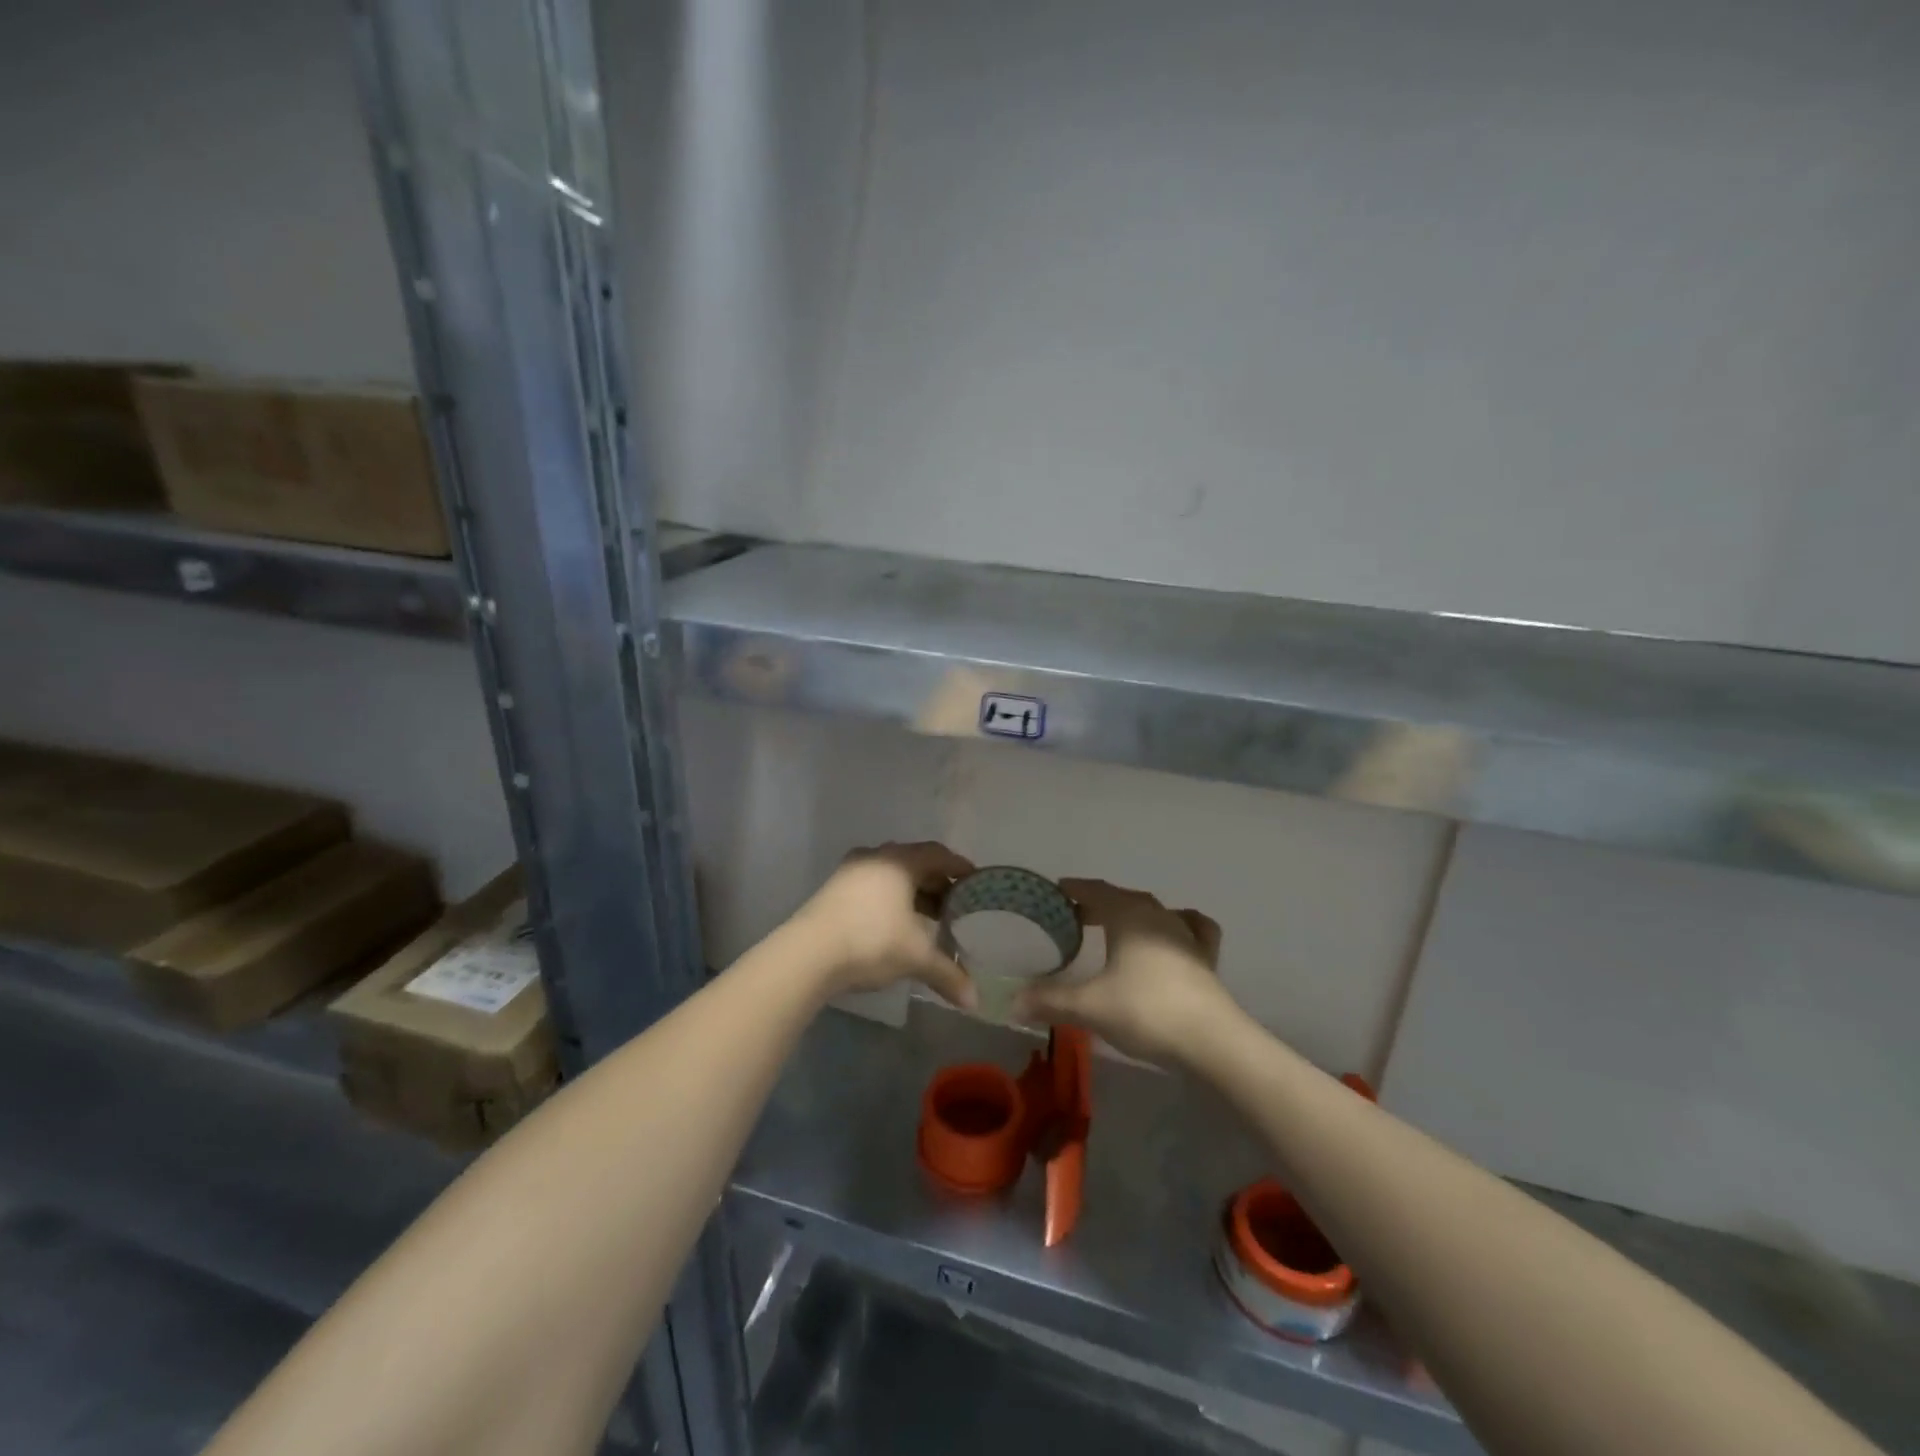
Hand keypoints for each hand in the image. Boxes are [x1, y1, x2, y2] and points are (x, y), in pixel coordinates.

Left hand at [793, 841, 976, 1007]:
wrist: (807, 954)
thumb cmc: (871, 940)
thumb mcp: (915, 957)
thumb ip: (948, 974)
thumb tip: (974, 1002)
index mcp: (900, 861)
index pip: (938, 855)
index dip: (959, 867)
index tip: (975, 881)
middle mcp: (876, 857)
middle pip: (915, 863)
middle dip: (936, 883)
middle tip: (955, 905)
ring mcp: (851, 872)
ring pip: (891, 875)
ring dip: (912, 893)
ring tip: (927, 918)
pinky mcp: (833, 889)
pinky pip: (872, 886)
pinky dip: (890, 900)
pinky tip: (895, 924)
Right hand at [1018, 878, 1235, 1065]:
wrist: (1212, 1041)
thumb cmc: (1145, 1011)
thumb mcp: (1090, 1006)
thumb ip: (1050, 1000)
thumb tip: (1012, 1000)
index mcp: (1128, 915)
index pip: (1096, 890)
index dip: (1075, 889)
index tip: (1057, 890)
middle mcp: (1158, 915)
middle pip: (1123, 899)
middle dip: (1098, 903)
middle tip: (1075, 916)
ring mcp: (1186, 935)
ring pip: (1154, 912)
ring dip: (1132, 914)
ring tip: (1117, 927)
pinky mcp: (1206, 959)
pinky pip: (1191, 929)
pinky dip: (1178, 925)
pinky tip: (1176, 933)